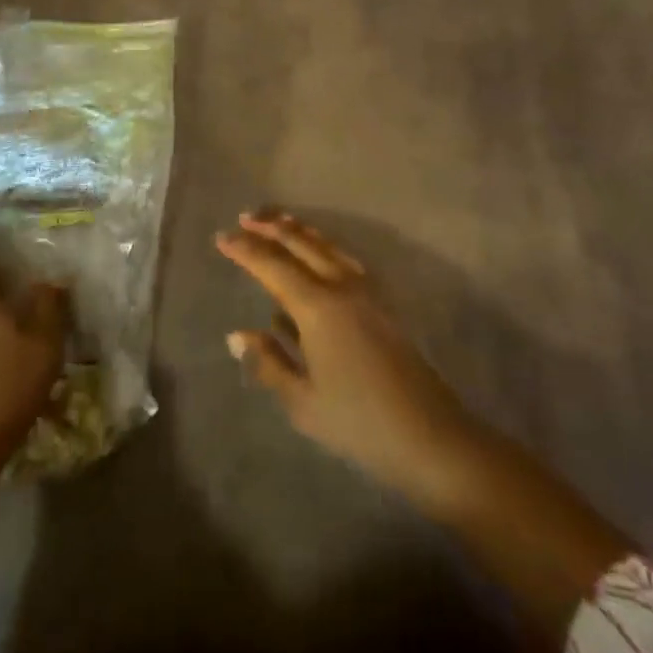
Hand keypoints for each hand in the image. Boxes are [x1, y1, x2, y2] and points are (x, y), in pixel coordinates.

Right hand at [216, 210, 485, 513]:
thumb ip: (268, 363)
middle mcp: (341, 286)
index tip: (221, 238)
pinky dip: (322, 247)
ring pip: (325, 246)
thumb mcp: (303, 402)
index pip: (272, 265)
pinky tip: (316, 255)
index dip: (245, 250)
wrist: (430, 435)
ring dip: (298, 231)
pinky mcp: (381, 301)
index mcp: (317, 306)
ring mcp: (365, 290)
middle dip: (271, 227)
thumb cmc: (359, 423)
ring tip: (277, 220)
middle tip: (245, 217)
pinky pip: (343, 259)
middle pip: (301, 243)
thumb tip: (237, 334)